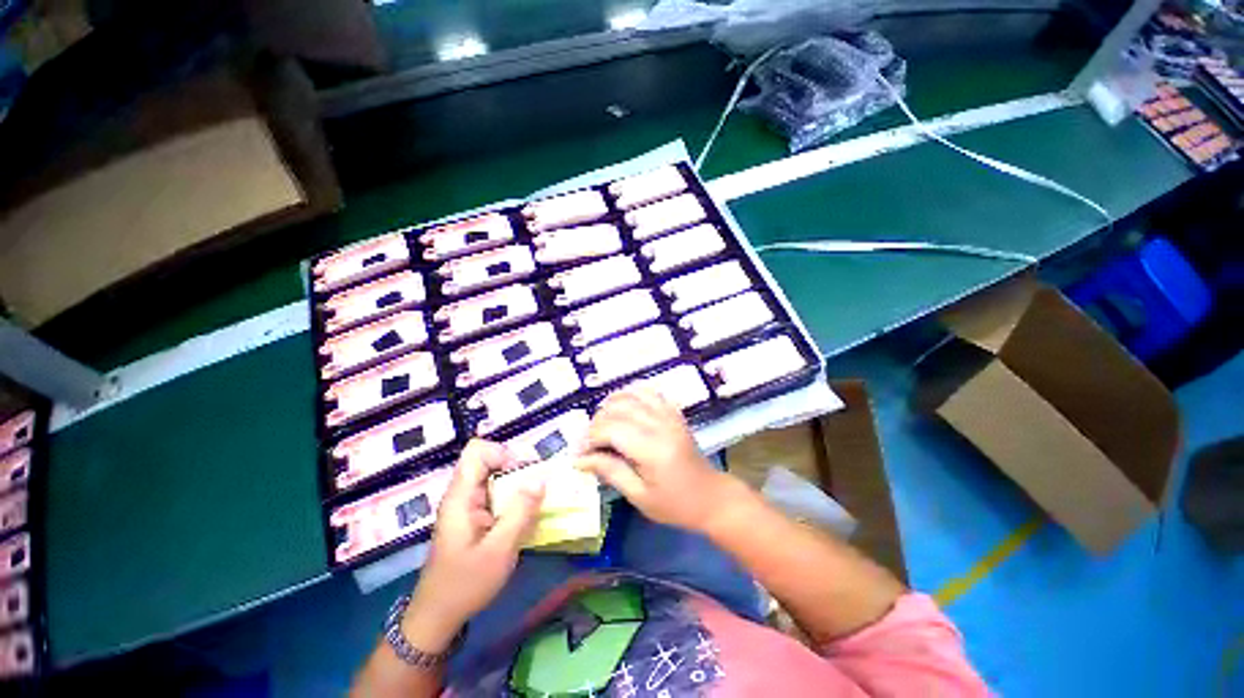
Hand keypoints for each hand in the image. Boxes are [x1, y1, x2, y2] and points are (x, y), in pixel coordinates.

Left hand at [405, 439, 542, 648]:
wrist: (437, 617)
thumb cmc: (465, 585)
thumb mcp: (498, 551)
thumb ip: (520, 512)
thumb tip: (541, 478)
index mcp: (461, 497)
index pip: (477, 451)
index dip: (502, 452)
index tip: (525, 470)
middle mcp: (463, 494)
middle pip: (488, 459)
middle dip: (517, 465)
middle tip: (539, 482)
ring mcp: (468, 505)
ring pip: (495, 476)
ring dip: (518, 481)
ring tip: (539, 496)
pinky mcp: (474, 517)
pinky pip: (497, 493)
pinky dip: (514, 496)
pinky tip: (527, 513)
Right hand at [575, 386, 734, 532]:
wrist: (711, 497)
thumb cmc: (675, 504)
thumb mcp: (639, 496)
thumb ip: (609, 472)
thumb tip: (579, 459)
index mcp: (653, 449)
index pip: (611, 429)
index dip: (589, 438)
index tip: (578, 453)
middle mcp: (661, 425)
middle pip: (618, 409)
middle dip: (596, 423)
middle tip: (587, 442)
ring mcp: (669, 415)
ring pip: (632, 395)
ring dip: (610, 404)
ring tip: (600, 423)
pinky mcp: (674, 412)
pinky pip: (649, 392)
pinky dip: (630, 393)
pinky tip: (621, 404)